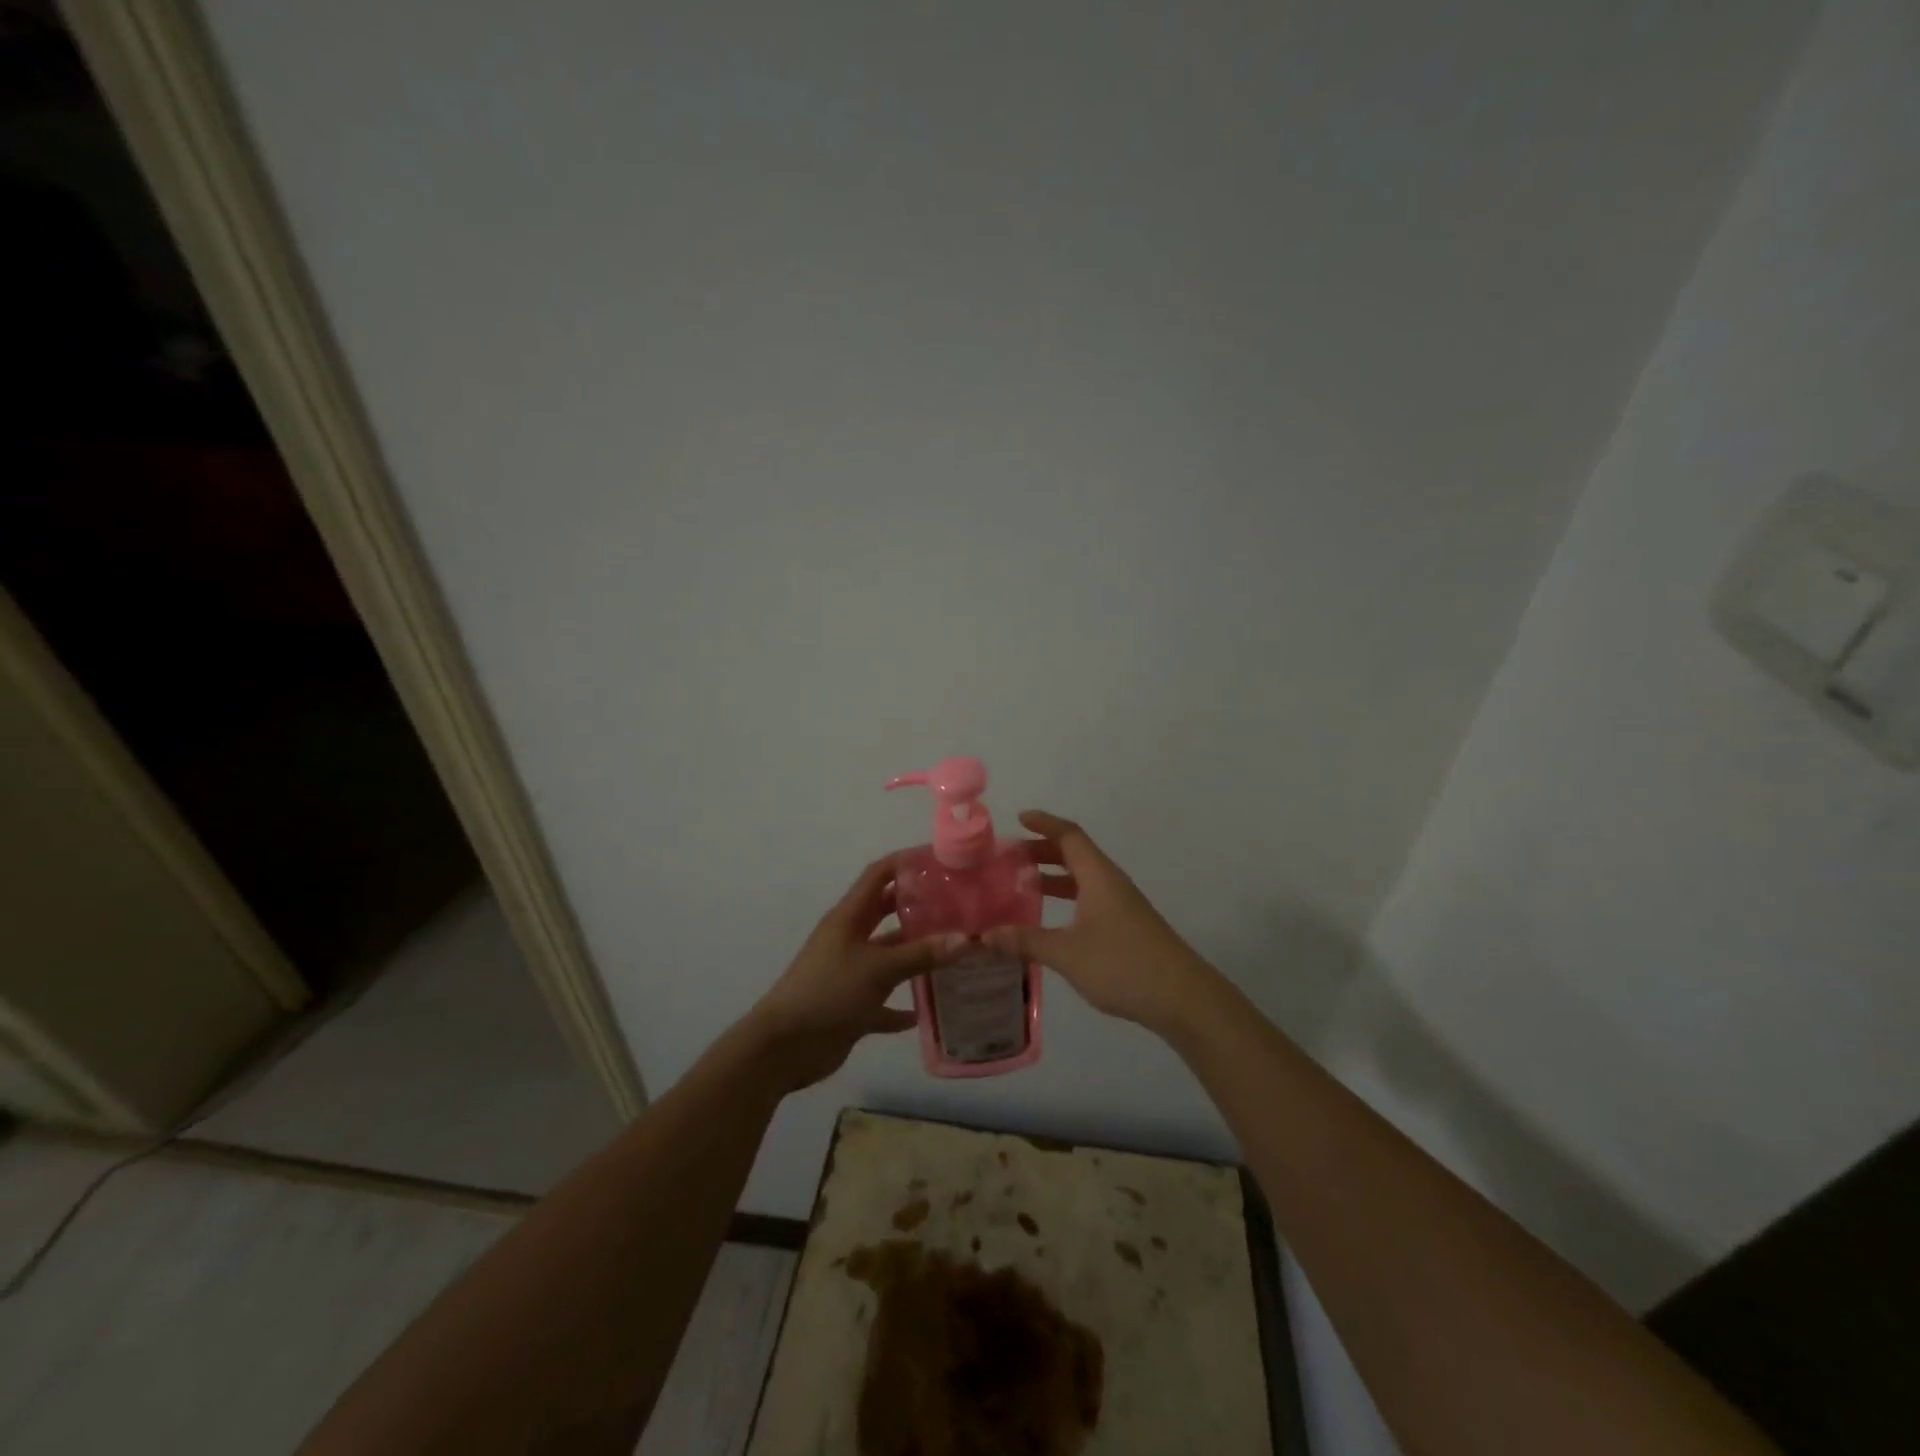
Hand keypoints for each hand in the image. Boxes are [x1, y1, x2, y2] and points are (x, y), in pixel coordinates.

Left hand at [743, 855, 960, 1091]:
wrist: (784, 1047)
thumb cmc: (829, 992)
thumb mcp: (879, 969)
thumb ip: (921, 954)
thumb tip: (966, 938)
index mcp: (849, 918)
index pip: (878, 876)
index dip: (905, 863)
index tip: (939, 860)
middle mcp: (849, 939)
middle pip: (886, 913)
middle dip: (917, 908)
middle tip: (956, 906)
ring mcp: (849, 973)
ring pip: (888, 958)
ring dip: (915, 957)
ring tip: (954, 954)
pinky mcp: (850, 1007)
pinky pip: (882, 1002)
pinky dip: (900, 1006)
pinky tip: (925, 1011)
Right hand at [984, 810, 1216, 1037]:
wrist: (1182, 997)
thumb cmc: (1122, 964)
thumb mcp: (1066, 953)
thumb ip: (1026, 941)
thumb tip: (985, 935)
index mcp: (1098, 876)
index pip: (1069, 835)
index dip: (1044, 823)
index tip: (1019, 818)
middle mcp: (1110, 883)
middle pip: (1075, 854)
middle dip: (1042, 851)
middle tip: (1010, 857)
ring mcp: (1121, 905)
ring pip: (1083, 879)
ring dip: (1054, 876)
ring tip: (1022, 885)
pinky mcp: (1126, 927)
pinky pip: (1090, 899)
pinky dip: (1067, 899)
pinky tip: (1051, 921)